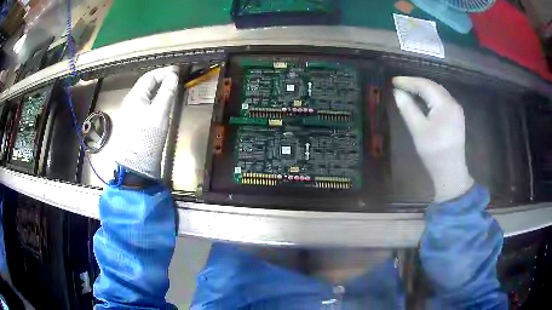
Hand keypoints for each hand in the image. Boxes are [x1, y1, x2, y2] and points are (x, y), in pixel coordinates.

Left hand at [115, 66, 178, 179]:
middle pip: (147, 84)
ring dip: (159, 89)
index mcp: (135, 96)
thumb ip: (167, 92)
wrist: (137, 163)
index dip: (164, 72)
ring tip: (172, 88)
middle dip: (162, 79)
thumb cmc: (147, 136)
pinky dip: (156, 99)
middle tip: (176, 79)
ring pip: (147, 94)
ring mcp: (132, 112)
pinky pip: (147, 104)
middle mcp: (131, 101)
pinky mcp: (135, 122)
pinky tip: (163, 103)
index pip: (150, 76)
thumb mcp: (159, 112)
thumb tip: (173, 76)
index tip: (178, 71)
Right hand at [392, 76, 473, 202]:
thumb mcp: (418, 130)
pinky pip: (441, 100)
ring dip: (423, 89)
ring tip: (408, 89)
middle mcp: (453, 103)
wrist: (450, 172)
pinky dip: (430, 97)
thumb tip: (397, 92)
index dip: (408, 81)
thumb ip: (408, 108)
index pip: (425, 85)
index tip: (393, 81)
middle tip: (399, 84)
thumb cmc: (434, 152)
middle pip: (433, 86)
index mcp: (445, 104)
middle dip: (415, 83)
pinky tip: (422, 100)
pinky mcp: (455, 117)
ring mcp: (456, 110)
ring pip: (438, 92)